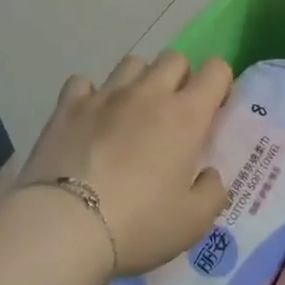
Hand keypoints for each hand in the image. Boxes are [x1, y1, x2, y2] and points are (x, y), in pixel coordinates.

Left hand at [25, 51, 233, 276]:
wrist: (65, 226)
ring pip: (131, 63)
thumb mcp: (192, 223)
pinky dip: (90, 95)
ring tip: (132, 112)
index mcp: (185, 116)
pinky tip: (89, 118)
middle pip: (173, 58)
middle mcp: (148, 93)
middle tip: (173, 113)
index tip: (214, 109)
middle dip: (180, 77)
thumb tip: (209, 174)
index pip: (215, 70)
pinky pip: (83, 82)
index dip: (220, 83)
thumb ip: (211, 193)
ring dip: (139, 81)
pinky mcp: (68, 105)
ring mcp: (105, 95)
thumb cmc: (138, 224)